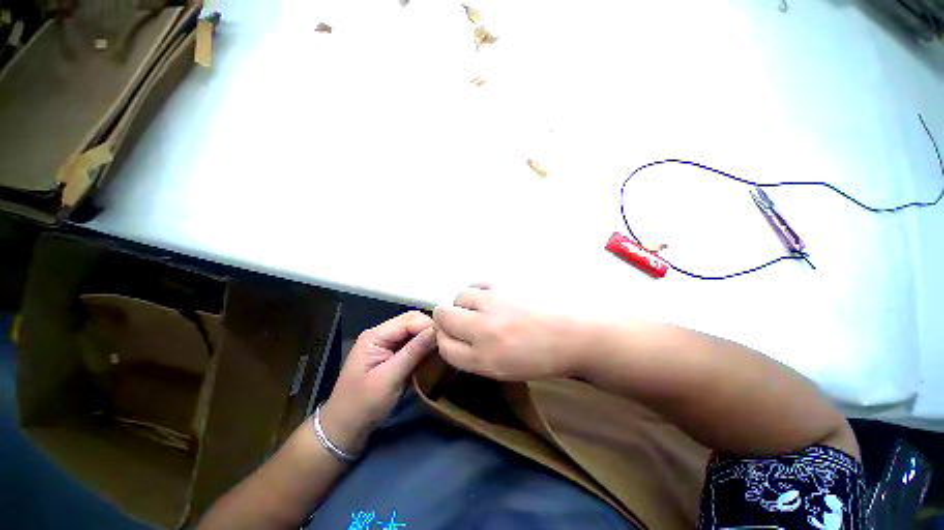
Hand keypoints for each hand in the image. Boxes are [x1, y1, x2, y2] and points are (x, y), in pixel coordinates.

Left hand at [321, 311, 435, 454]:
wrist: (345, 427)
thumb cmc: (363, 404)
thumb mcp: (389, 378)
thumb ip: (413, 353)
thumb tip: (435, 331)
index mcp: (375, 336)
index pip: (408, 320)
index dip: (428, 325)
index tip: (446, 338)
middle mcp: (381, 334)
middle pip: (411, 321)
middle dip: (429, 329)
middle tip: (446, 343)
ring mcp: (386, 343)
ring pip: (413, 330)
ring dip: (427, 337)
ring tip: (443, 347)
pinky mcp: (392, 353)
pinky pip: (412, 342)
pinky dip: (423, 346)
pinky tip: (432, 353)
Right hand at [433, 286, 582, 380]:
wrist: (573, 335)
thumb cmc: (539, 359)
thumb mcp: (502, 370)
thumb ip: (472, 356)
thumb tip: (451, 335)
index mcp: (483, 359)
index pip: (444, 345)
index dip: (445, 340)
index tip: (453, 336)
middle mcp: (483, 329)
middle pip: (443, 315)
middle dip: (448, 320)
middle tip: (466, 322)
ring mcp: (493, 303)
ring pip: (458, 297)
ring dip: (464, 304)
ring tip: (482, 310)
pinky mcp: (504, 285)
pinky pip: (477, 284)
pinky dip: (478, 292)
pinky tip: (490, 298)